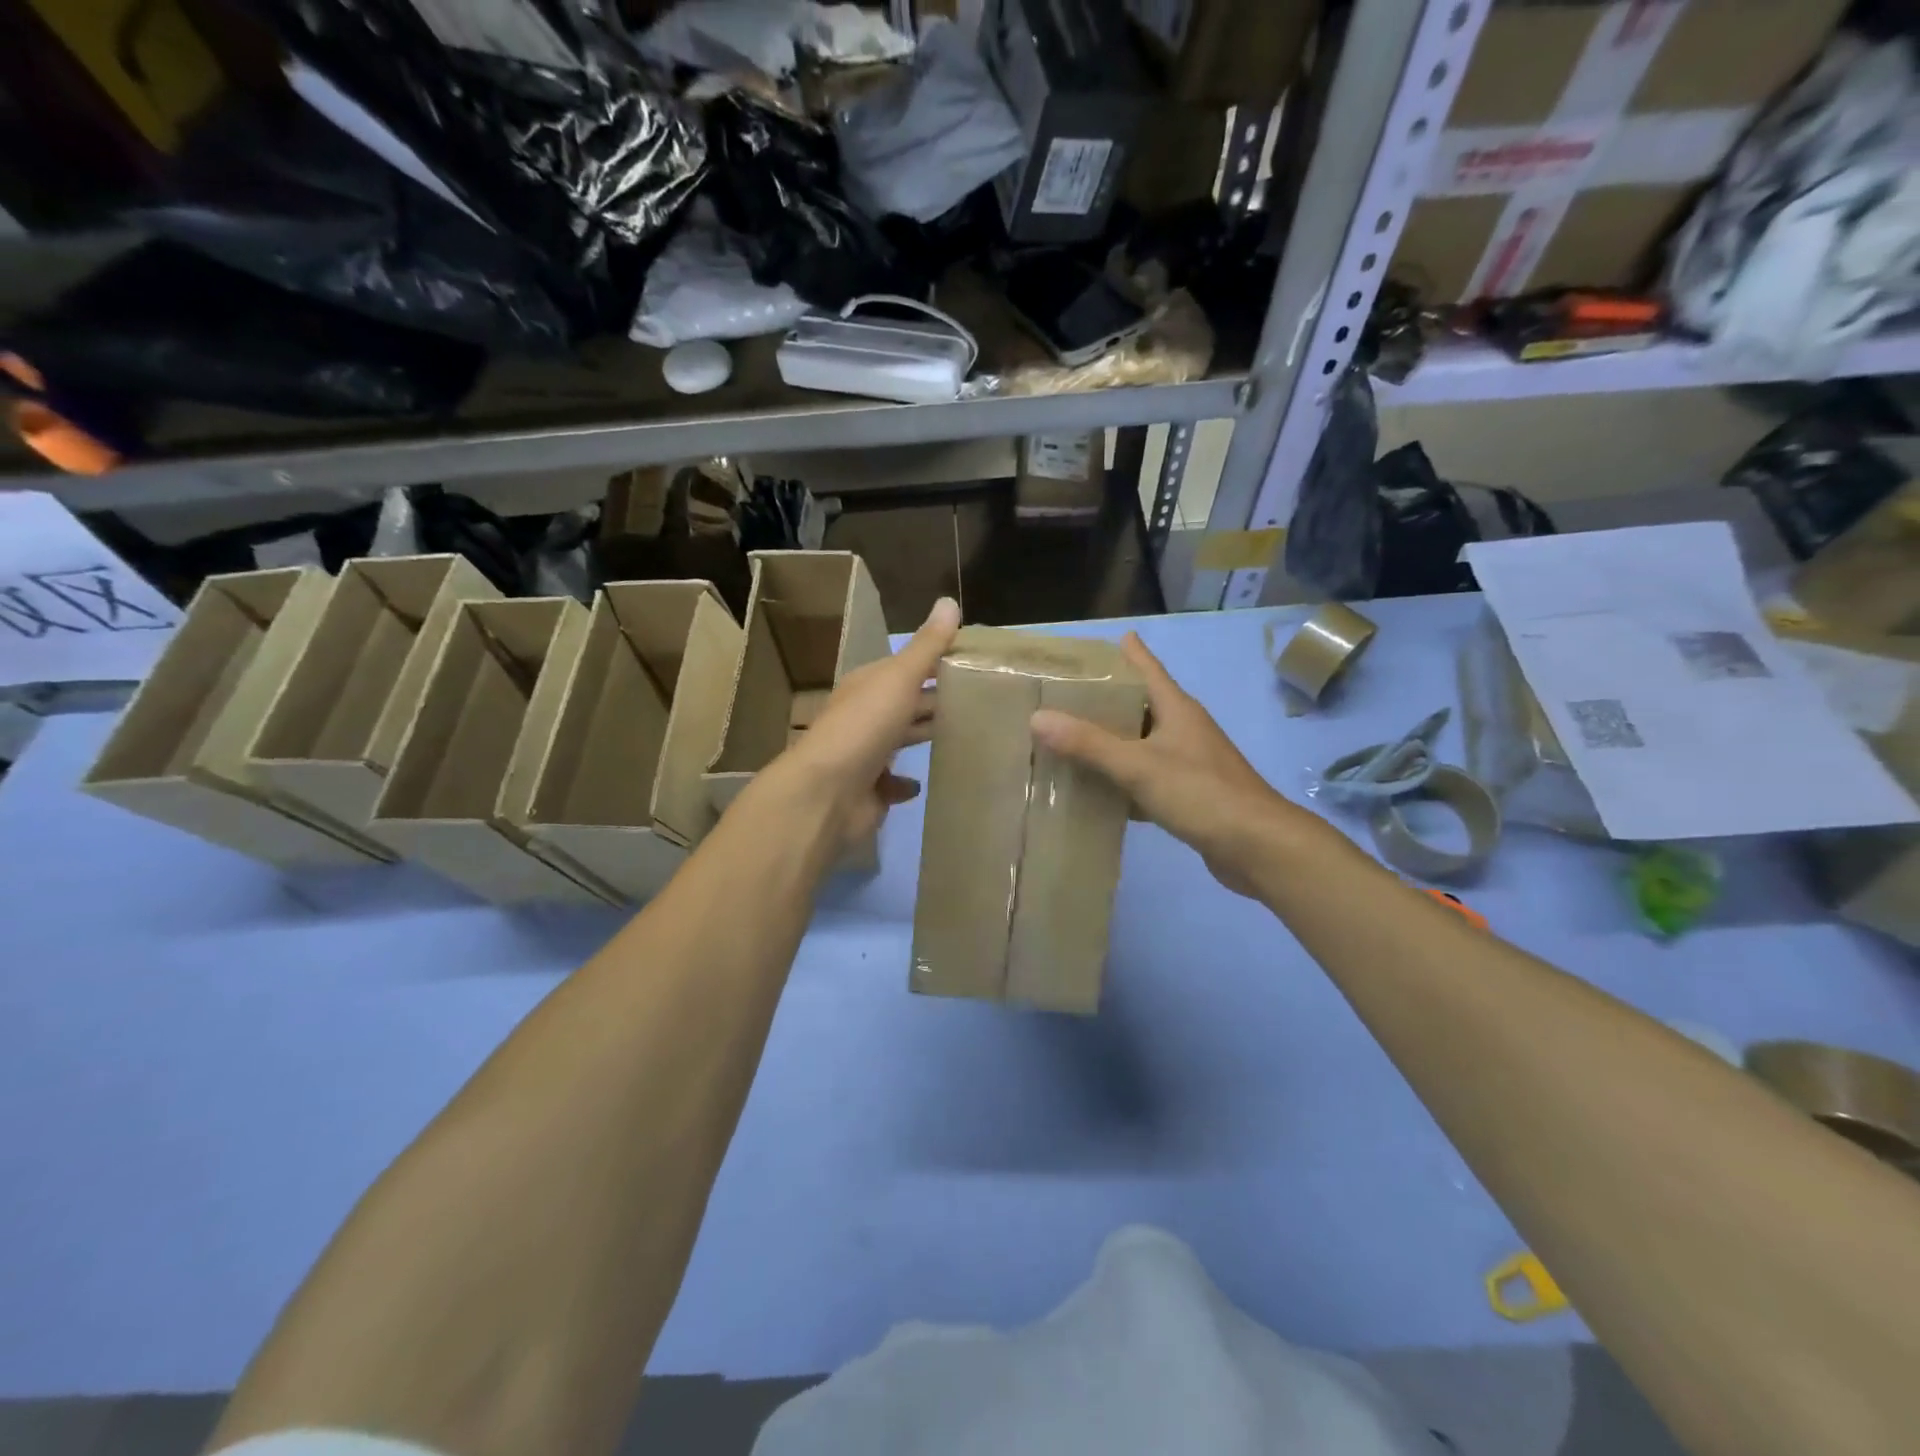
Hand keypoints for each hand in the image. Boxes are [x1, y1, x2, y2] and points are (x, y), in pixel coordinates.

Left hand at [768, 596, 961, 855]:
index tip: (979, 664)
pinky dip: (907, 783)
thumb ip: (926, 646)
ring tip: (966, 735)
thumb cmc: (864, 728)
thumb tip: (949, 601)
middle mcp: (865, 716)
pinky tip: (926, 782)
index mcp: (869, 685)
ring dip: (925, 735)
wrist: (825, 794)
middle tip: (983, 700)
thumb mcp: (898, 679)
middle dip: (937, 700)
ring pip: (902, 740)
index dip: (939, 662)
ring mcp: (866, 755)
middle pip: (907, 703)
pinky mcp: (870, 791)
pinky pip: (893, 784)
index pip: (909, 667)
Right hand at [1030, 632, 1318, 896]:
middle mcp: (1183, 729)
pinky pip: (1146, 778)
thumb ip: (1089, 744)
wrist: (1257, 847)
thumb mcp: (1138, 766)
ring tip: (1069, 740)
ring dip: (1111, 742)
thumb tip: (1038, 718)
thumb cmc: (1200, 793)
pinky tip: (1095, 790)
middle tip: (1063, 696)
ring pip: (1141, 744)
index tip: (1096, 642)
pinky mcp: (1188, 794)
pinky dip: (1121, 781)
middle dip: (1105, 700)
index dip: (1126, 652)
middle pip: (1140, 705)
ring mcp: (1188, 762)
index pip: (1147, 668)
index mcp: (1177, 709)